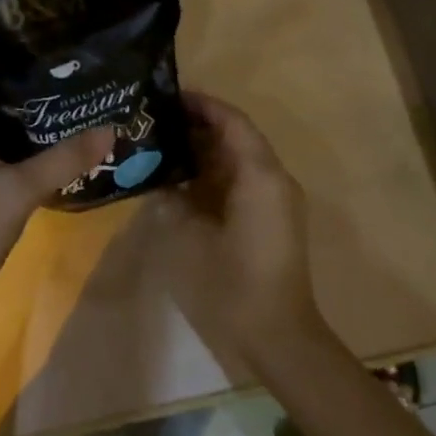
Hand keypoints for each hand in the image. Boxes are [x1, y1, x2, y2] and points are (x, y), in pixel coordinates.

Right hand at [152, 92, 325, 366]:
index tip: (169, 97)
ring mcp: (275, 200)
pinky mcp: (271, 220)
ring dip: (206, 151)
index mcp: (259, 175)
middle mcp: (273, 179)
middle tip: (157, 122)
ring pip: (239, 160)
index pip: (232, 121)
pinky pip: (242, 182)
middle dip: (199, 126)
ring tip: (163, 146)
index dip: (202, 104)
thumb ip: (174, 199)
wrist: (278, 338)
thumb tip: (161, 178)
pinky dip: (214, 175)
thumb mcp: (191, 237)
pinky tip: (182, 182)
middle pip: (237, 137)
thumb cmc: (233, 285)